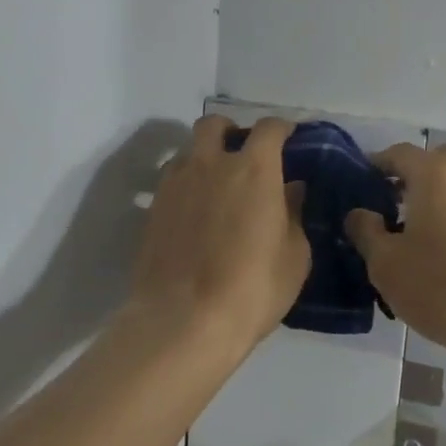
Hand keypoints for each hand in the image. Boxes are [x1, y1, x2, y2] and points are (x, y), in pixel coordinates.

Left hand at [129, 115, 308, 352]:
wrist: (184, 321)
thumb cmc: (253, 288)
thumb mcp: (294, 256)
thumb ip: (294, 214)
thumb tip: (291, 190)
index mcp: (254, 169)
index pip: (269, 128)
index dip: (282, 128)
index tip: (289, 138)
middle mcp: (210, 164)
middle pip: (215, 124)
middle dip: (231, 131)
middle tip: (243, 154)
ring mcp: (174, 184)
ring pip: (187, 151)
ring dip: (203, 157)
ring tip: (215, 185)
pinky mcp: (151, 209)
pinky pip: (170, 181)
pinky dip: (185, 185)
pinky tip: (194, 213)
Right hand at [346, 143, 445, 362]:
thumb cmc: (441, 287)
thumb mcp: (386, 264)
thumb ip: (366, 231)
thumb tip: (359, 213)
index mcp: (435, 175)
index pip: (400, 153)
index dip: (377, 164)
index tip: (360, 185)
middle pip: (437, 160)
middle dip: (414, 174)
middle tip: (392, 202)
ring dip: (439, 194)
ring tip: (417, 230)